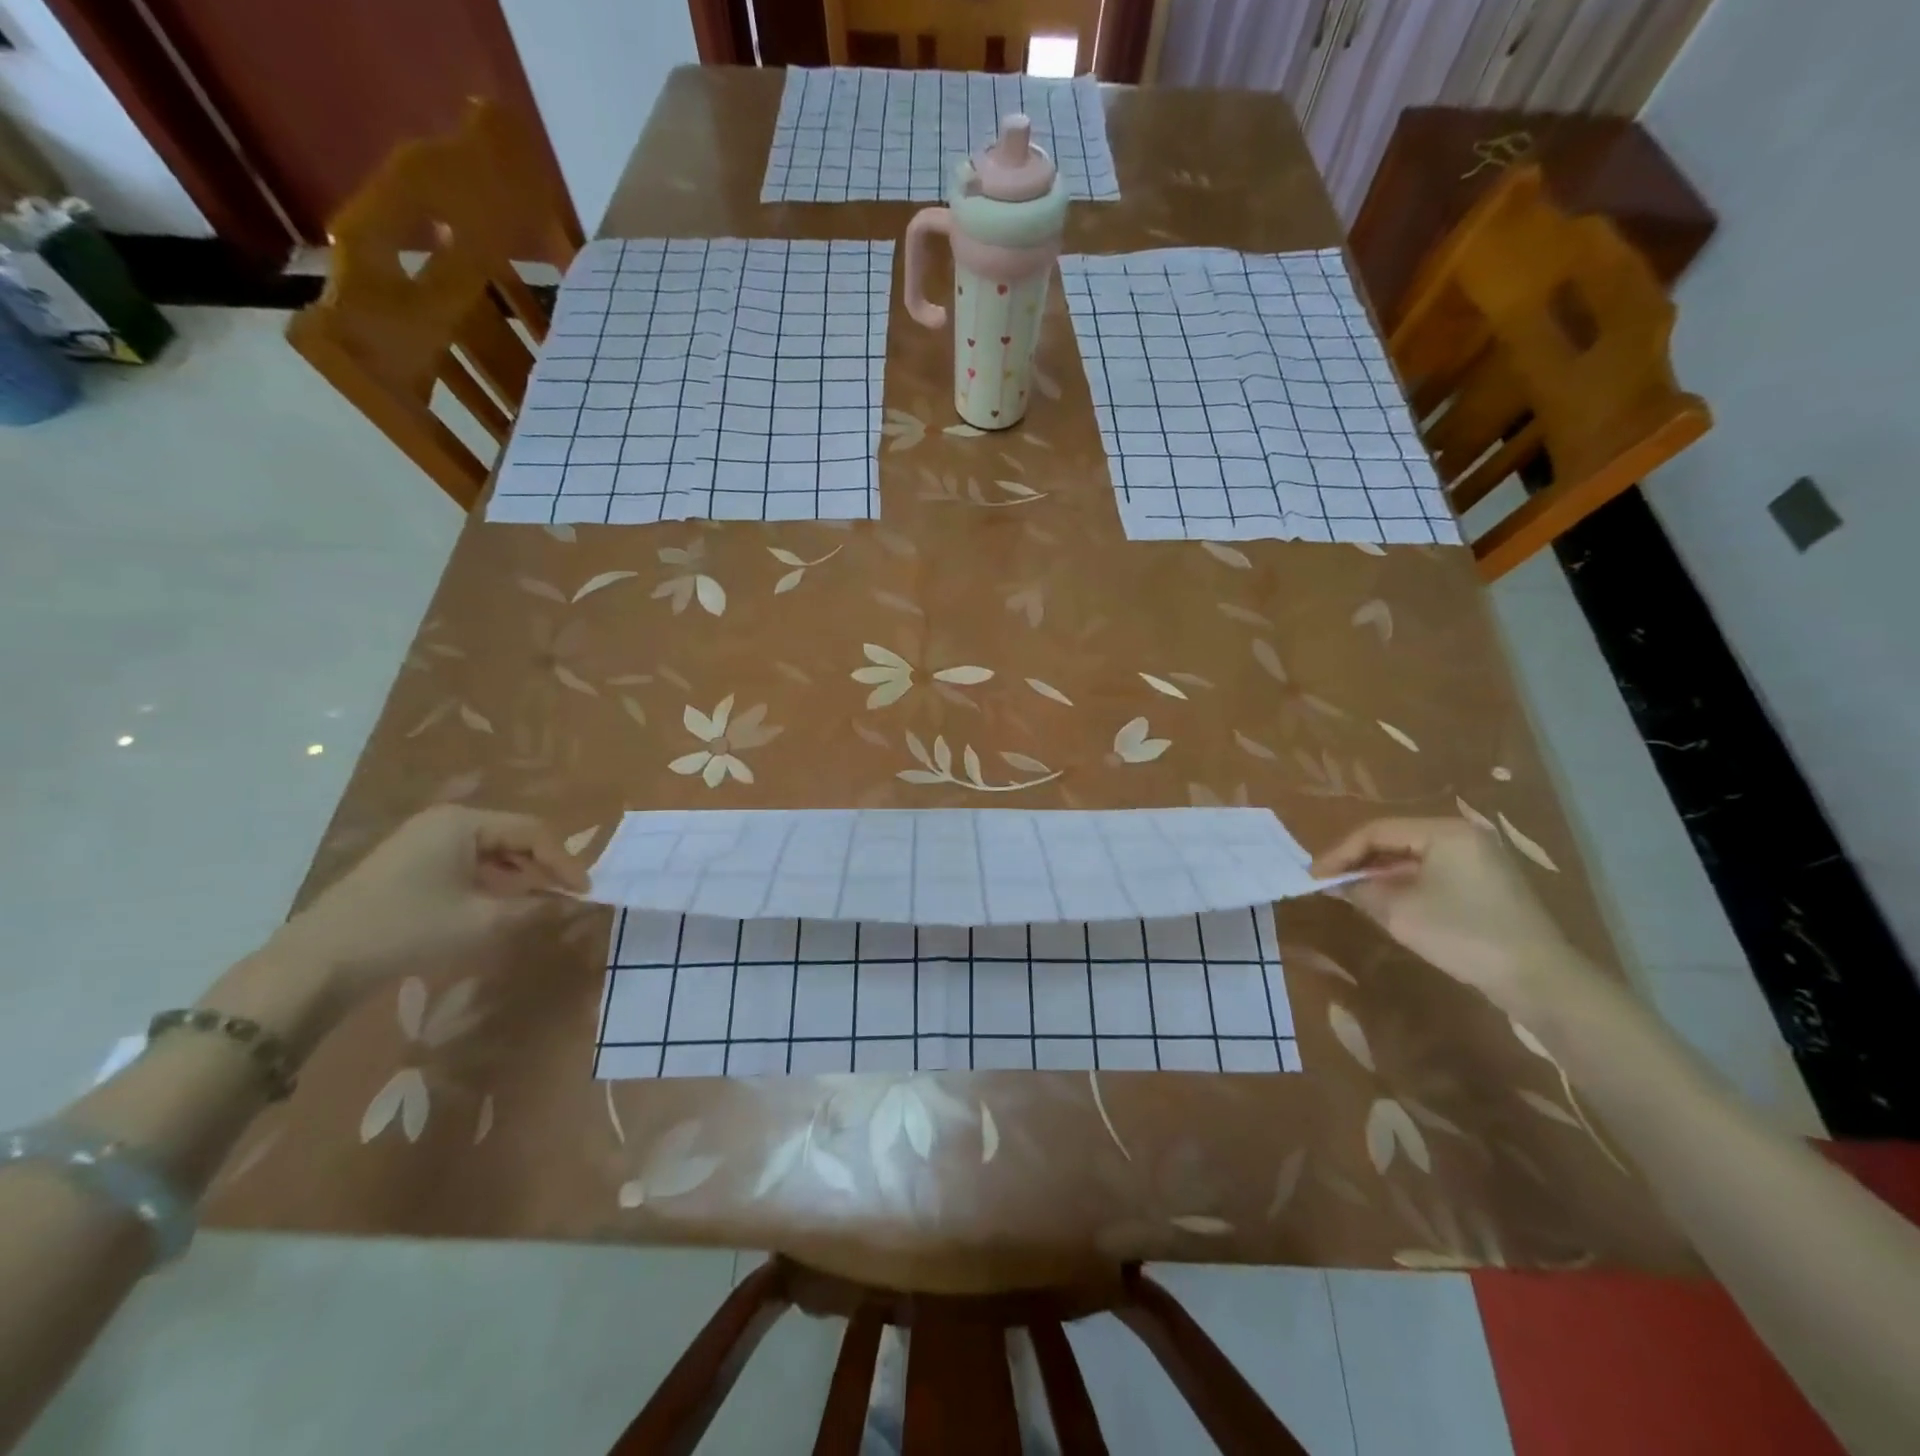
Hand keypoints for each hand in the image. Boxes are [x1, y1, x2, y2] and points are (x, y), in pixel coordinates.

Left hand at [268, 807, 588, 998]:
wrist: (318, 962)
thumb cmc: (408, 929)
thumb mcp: (482, 921)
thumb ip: (535, 908)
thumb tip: (574, 904)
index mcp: (463, 822)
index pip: (533, 831)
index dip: (564, 861)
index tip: (585, 892)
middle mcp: (445, 821)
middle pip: (513, 836)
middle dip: (544, 866)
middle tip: (567, 896)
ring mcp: (423, 840)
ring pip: (492, 851)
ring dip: (520, 875)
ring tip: (541, 902)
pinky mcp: (410, 863)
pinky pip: (468, 863)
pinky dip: (493, 881)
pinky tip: (502, 904)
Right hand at [1311, 817, 1584, 1010]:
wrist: (1539, 980)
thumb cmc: (1464, 935)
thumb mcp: (1400, 913)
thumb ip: (1360, 890)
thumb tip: (1334, 882)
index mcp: (1444, 831)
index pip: (1376, 831)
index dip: (1339, 853)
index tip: (1313, 876)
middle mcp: (1463, 835)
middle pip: (1395, 839)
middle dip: (1358, 861)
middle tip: (1328, 882)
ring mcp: (1478, 859)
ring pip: (1412, 857)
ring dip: (1379, 873)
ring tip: (1349, 892)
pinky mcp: (1486, 883)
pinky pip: (1432, 872)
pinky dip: (1403, 883)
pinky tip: (1385, 901)